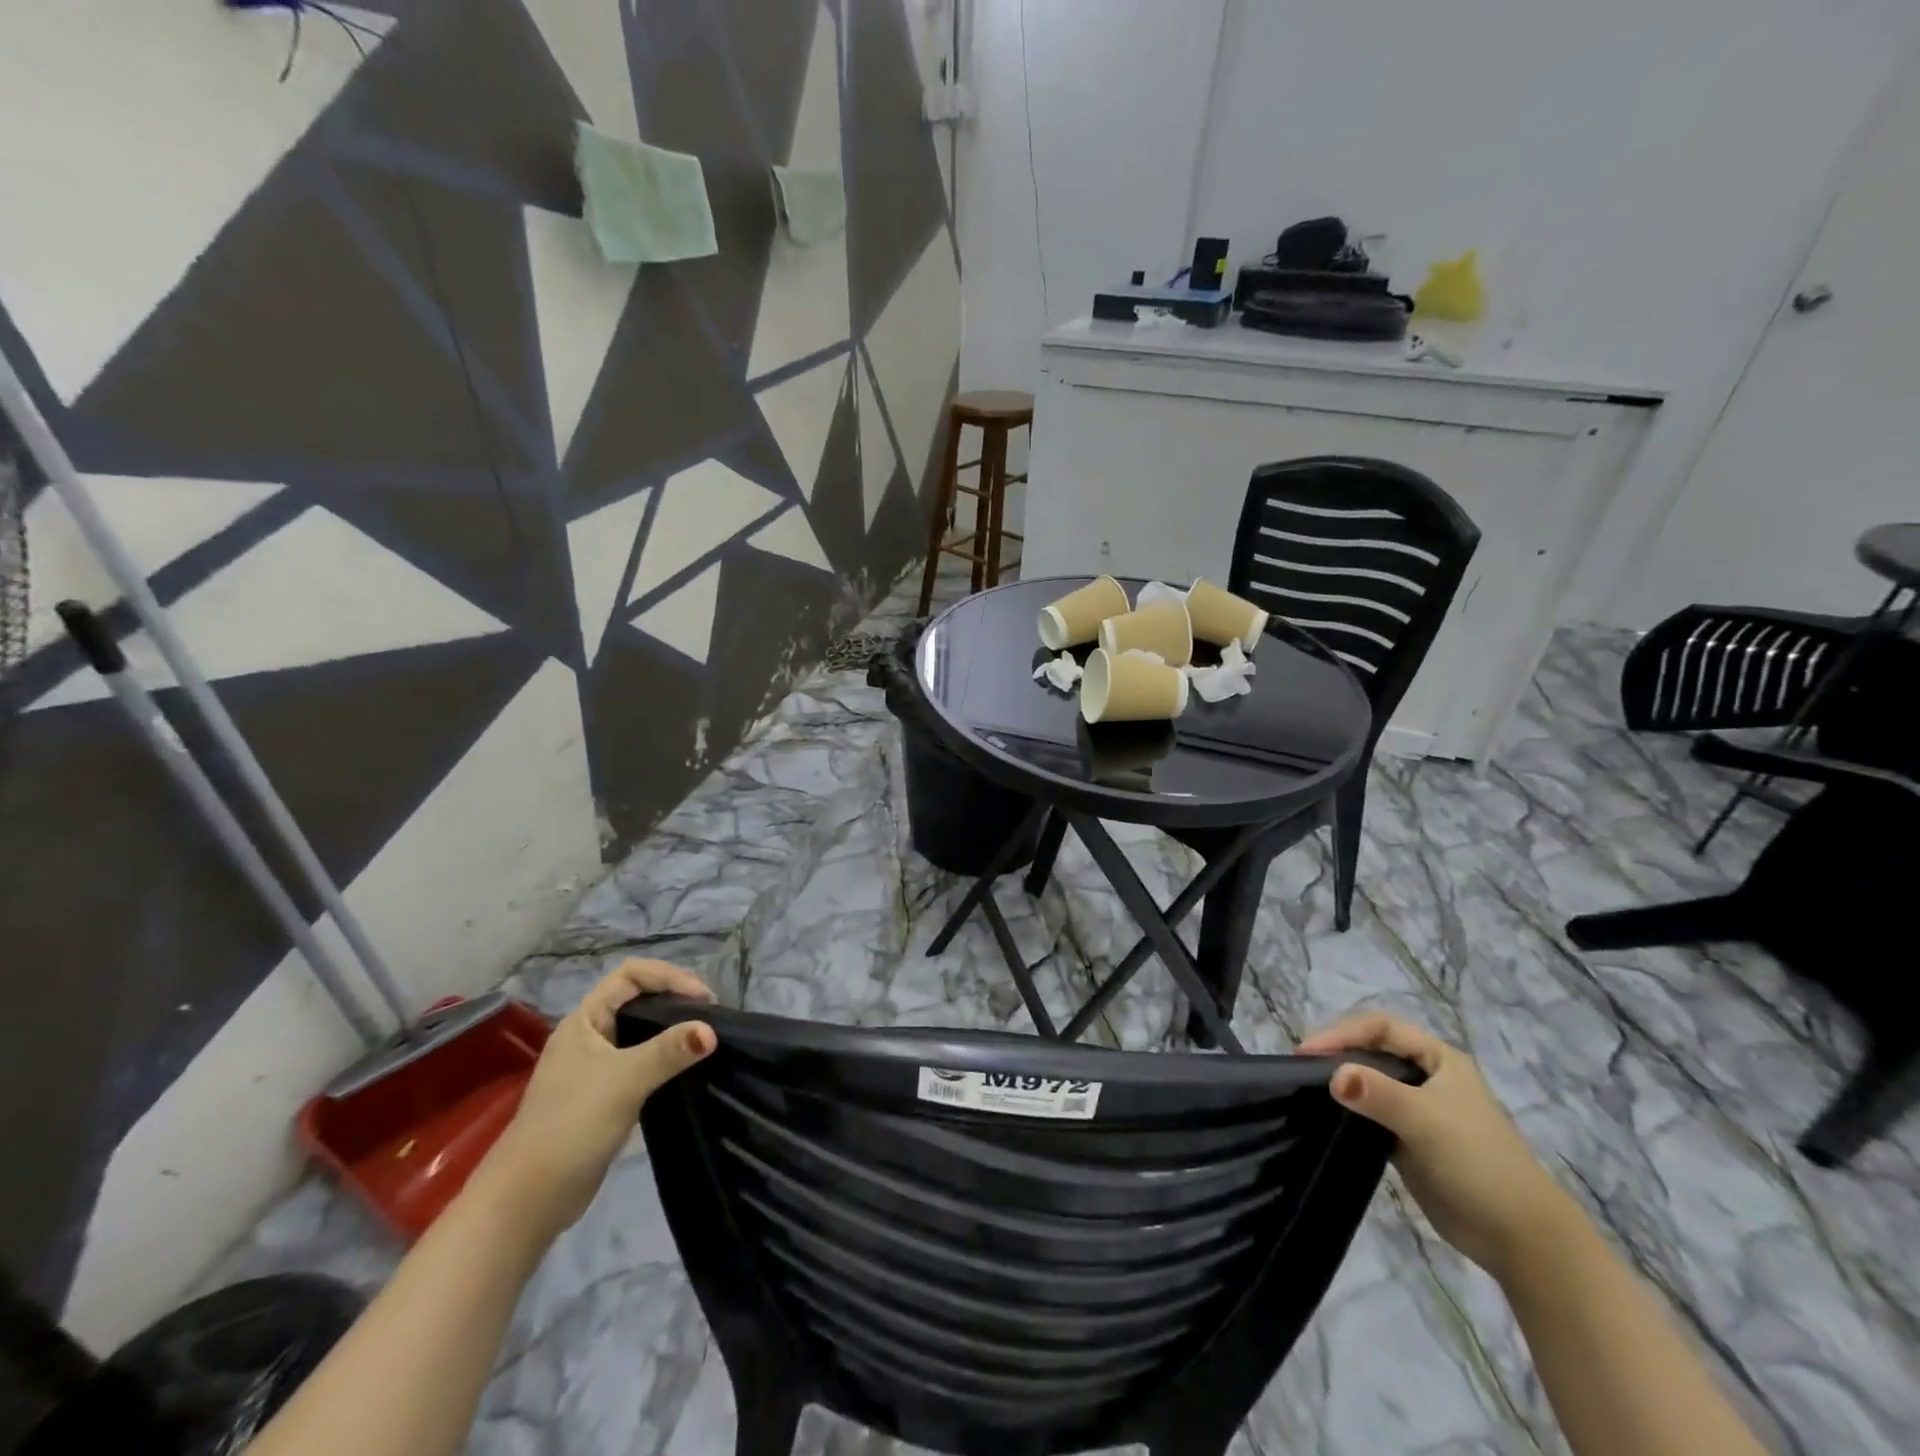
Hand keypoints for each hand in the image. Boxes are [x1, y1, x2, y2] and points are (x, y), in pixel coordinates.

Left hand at [477, 960, 714, 1240]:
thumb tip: (712, 1030)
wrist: (528, 1199)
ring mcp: (593, 1068)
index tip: (703, 999)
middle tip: (710, 1017)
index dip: (669, 977)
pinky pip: (640, 1063)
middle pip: (637, 999)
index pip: (630, 975)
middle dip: (674, 1000)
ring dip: (671, 1031)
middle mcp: (588, 1036)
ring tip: (704, 1040)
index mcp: (584, 1020)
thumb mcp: (625, 1080)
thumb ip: (669, 1051)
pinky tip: (684, 1071)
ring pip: (639, 1033)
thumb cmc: (572, 1124)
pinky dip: (664, 1060)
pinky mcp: (603, 1096)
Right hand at [1297, 1011, 1576, 1281]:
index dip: (1342, 1033)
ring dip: (1340, 1082)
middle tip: (1301, 1066)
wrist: (1521, 1238)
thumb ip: (1378, 1094)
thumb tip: (1332, 1076)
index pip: (1380, 1028)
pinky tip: (1325, 1115)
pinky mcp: (1408, 1140)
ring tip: (1305, 1087)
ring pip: (1369, 1083)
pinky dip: (1348, 1111)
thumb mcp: (1427, 1120)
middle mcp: (1426, 1077)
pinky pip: (1370, 1115)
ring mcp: (1417, 1110)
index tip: (1307, 1051)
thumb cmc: (1479, 1162)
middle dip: (1337, 1053)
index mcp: (1439, 1059)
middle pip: (1372, 1051)